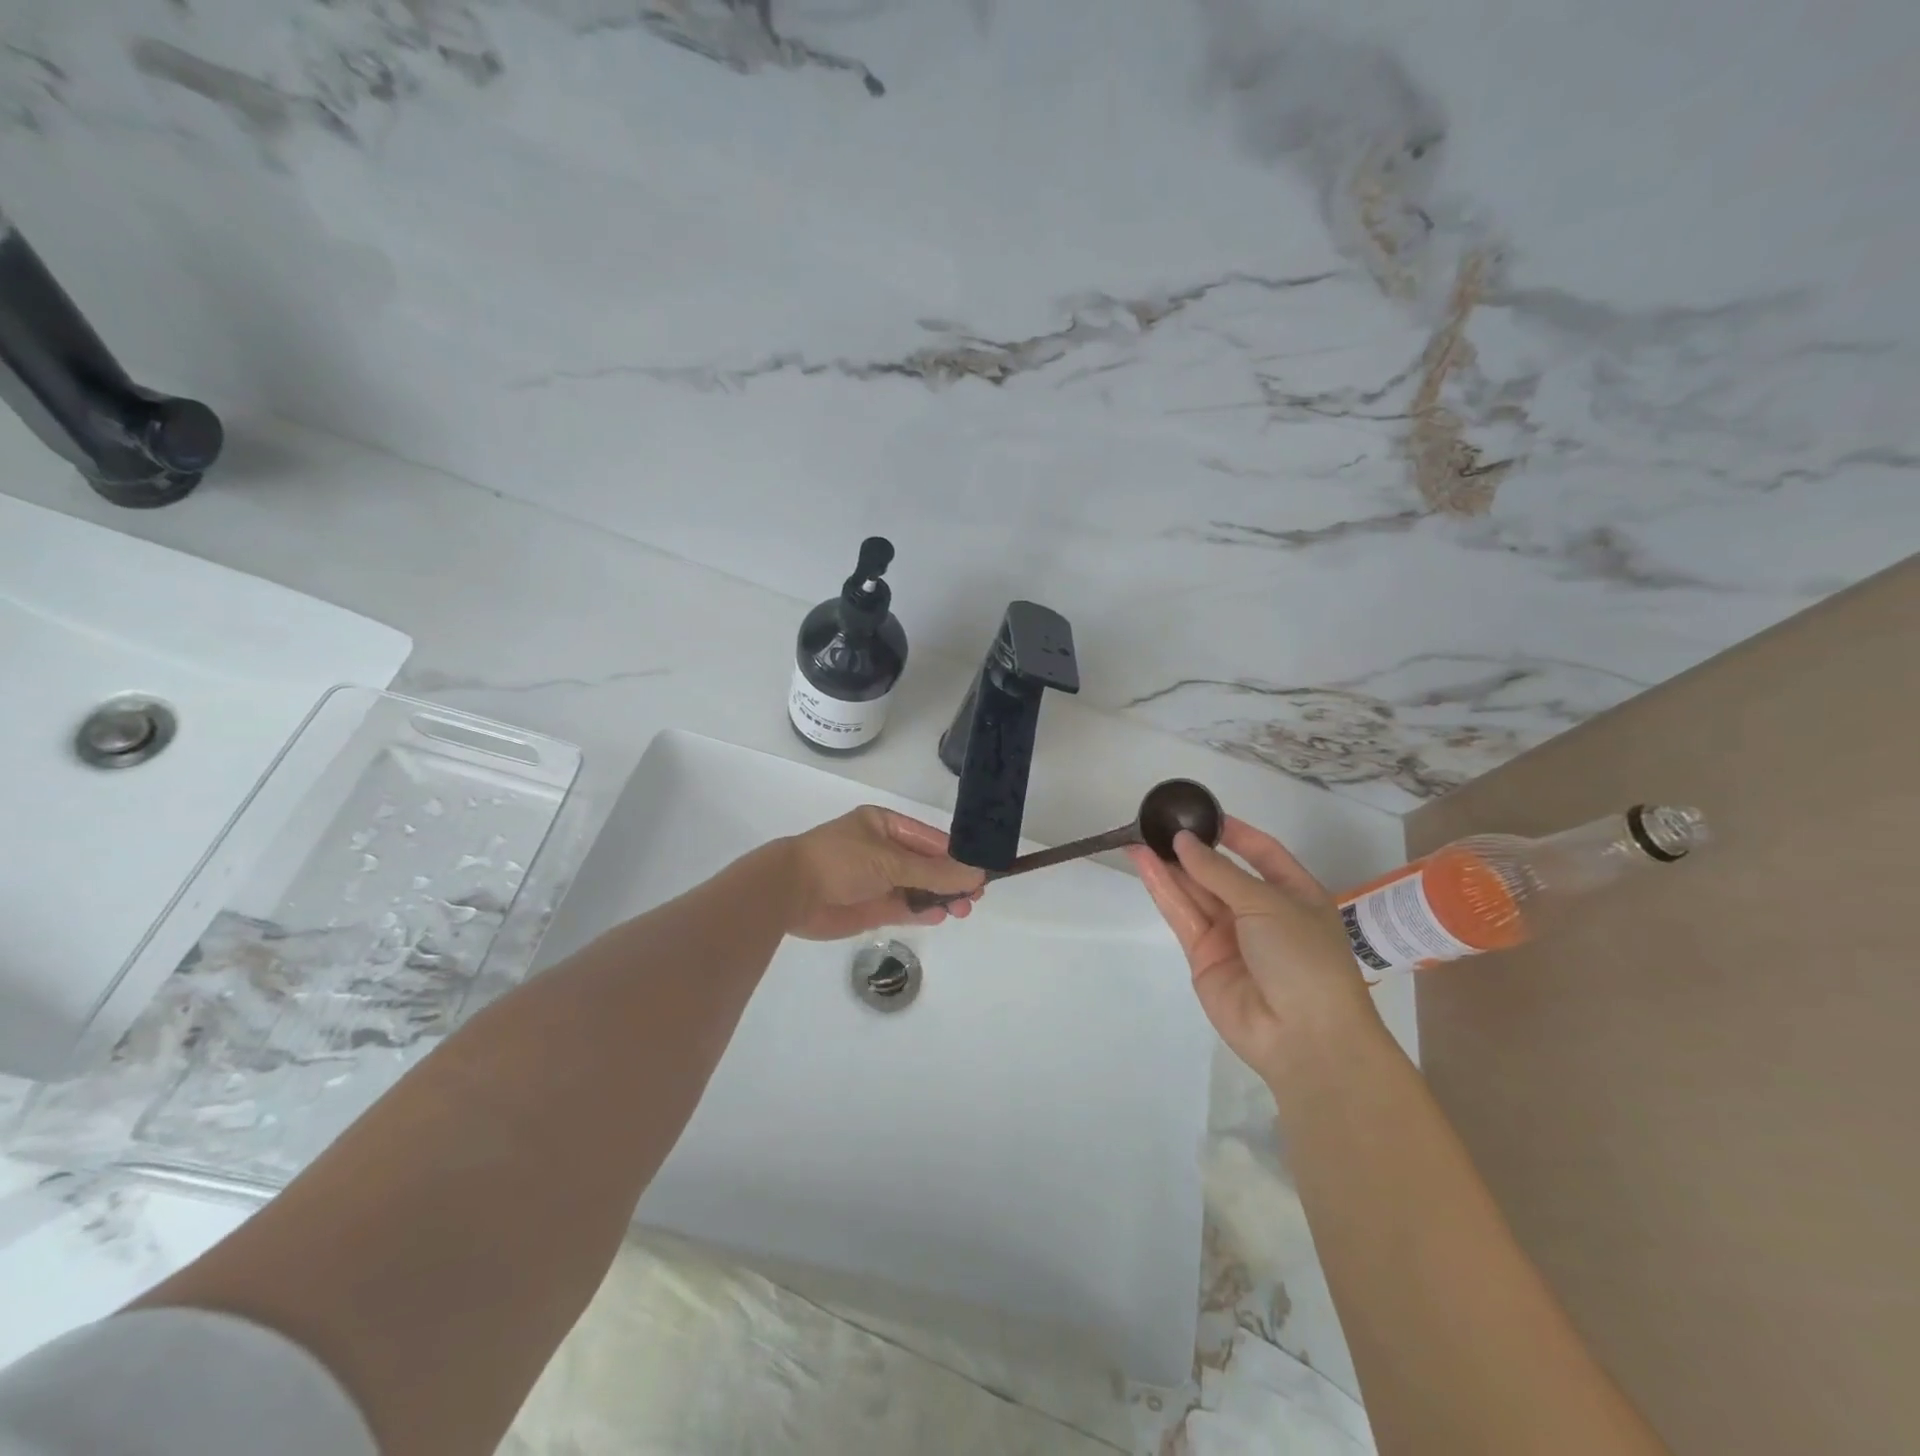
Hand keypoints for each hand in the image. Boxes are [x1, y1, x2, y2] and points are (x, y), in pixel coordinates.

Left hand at [780, 807, 986, 940]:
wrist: (790, 892)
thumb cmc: (841, 861)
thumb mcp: (891, 861)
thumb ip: (934, 872)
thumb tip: (975, 875)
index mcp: (884, 826)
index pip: (930, 840)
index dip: (956, 855)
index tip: (980, 871)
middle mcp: (883, 850)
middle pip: (926, 865)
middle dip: (950, 880)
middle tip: (974, 897)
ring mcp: (877, 880)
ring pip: (918, 888)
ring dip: (940, 898)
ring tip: (962, 910)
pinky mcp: (871, 907)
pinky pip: (904, 908)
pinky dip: (922, 912)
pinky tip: (940, 916)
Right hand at [1128, 816, 1377, 1082]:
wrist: (1304, 1037)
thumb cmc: (1303, 958)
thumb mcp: (1267, 903)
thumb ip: (1219, 871)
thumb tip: (1183, 841)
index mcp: (1294, 894)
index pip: (1261, 853)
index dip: (1234, 833)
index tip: (1201, 813)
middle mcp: (1261, 912)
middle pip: (1220, 872)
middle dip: (1191, 849)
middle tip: (1156, 823)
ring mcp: (1231, 936)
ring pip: (1195, 892)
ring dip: (1168, 866)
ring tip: (1138, 837)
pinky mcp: (1204, 956)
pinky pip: (1182, 915)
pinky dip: (1163, 889)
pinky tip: (1144, 864)